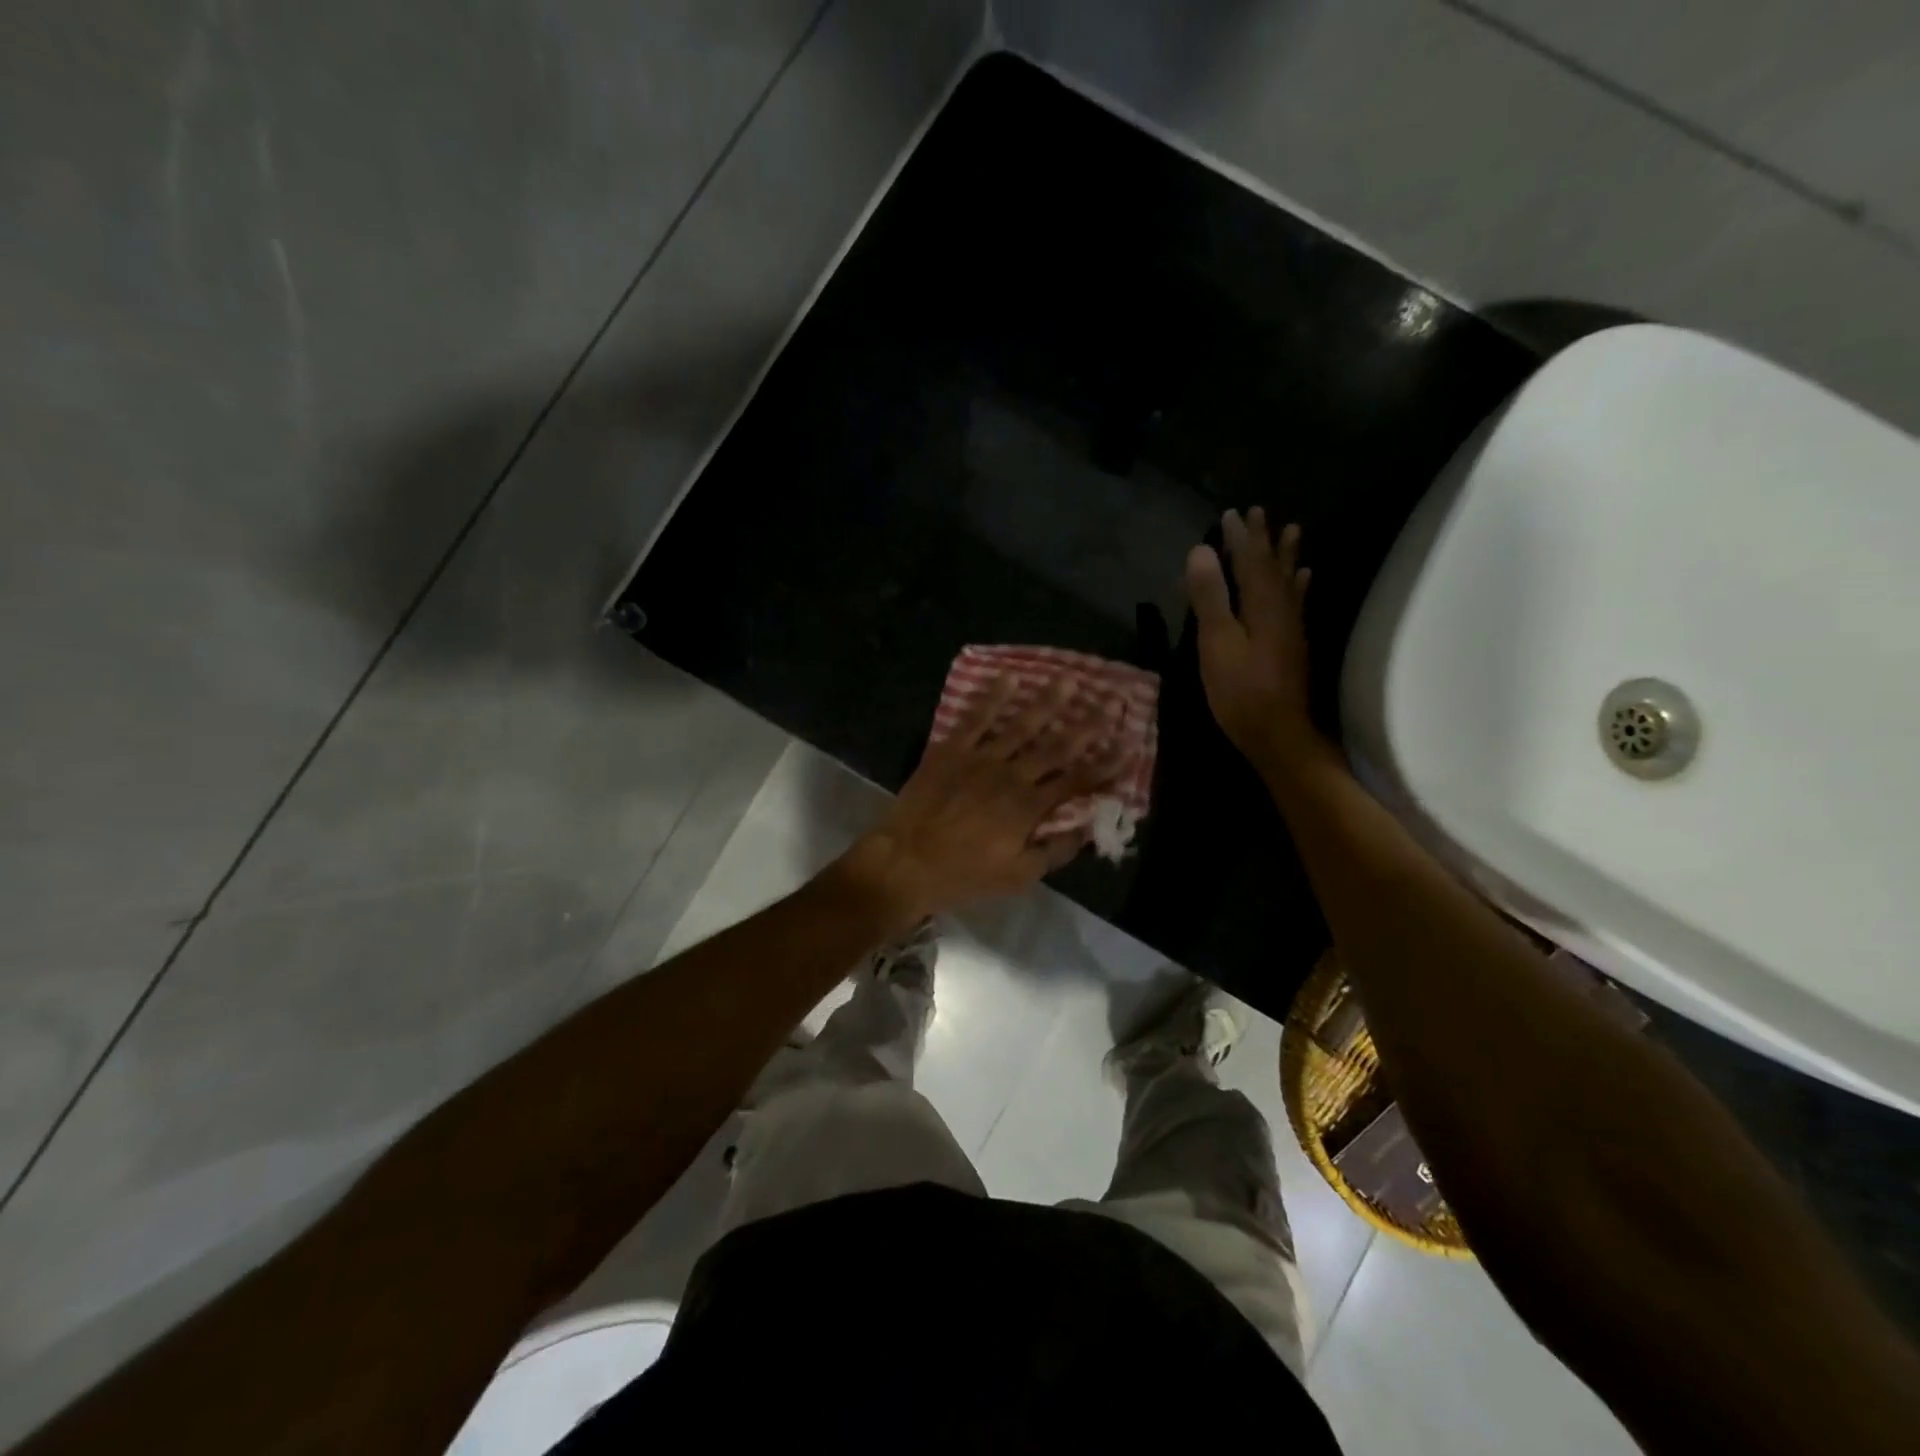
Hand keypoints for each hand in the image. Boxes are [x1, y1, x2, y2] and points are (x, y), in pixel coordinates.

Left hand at [837, 677, 1121, 926]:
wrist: (905, 862)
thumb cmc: (962, 875)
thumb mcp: (1016, 877)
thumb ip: (1054, 852)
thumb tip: (1086, 829)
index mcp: (1029, 808)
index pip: (1078, 781)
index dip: (1106, 764)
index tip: (1129, 744)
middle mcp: (1011, 776)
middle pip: (1057, 746)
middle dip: (1088, 724)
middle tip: (1110, 699)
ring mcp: (980, 759)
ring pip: (1021, 726)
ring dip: (1047, 702)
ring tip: (1068, 680)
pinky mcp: (950, 750)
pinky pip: (975, 719)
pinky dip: (992, 698)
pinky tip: (1008, 678)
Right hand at [1186, 507, 1327, 776]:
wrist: (1277, 732)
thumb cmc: (1240, 690)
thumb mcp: (1216, 642)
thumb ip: (1210, 597)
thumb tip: (1200, 550)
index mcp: (1261, 605)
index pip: (1249, 561)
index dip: (1239, 537)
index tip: (1230, 513)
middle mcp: (1282, 609)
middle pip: (1273, 566)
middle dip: (1264, 540)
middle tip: (1260, 512)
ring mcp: (1291, 628)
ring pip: (1289, 582)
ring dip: (1287, 556)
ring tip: (1293, 531)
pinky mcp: (1293, 645)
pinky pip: (1297, 603)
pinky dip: (1299, 586)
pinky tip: (1304, 579)